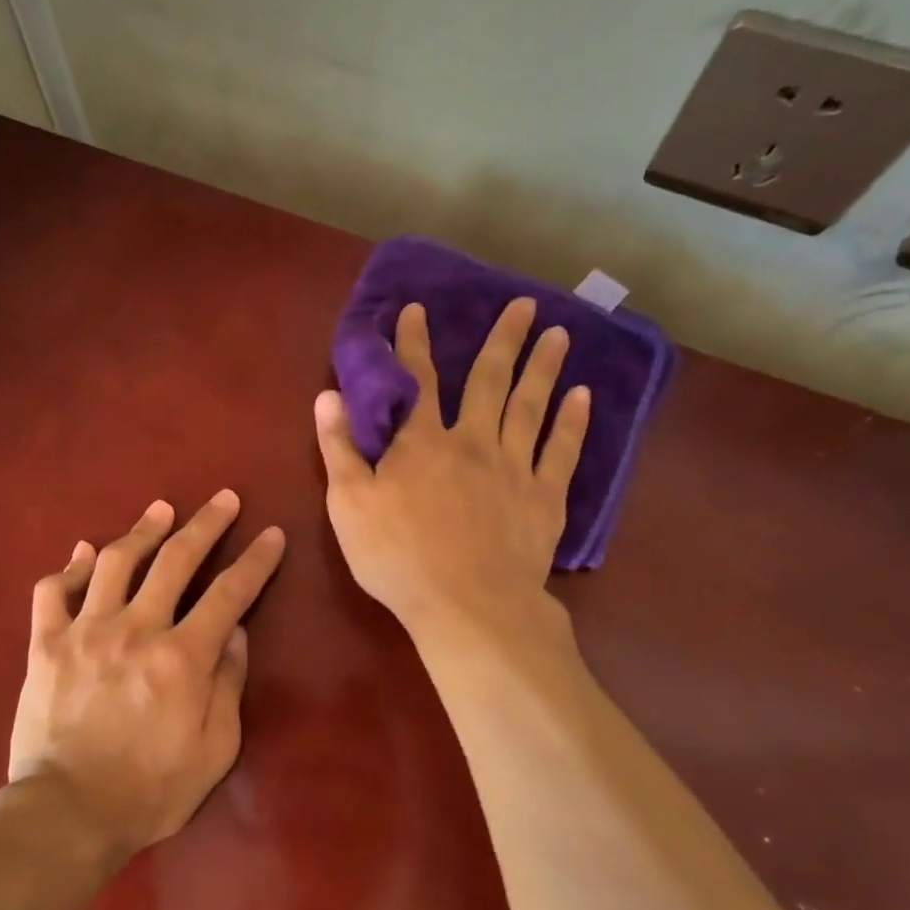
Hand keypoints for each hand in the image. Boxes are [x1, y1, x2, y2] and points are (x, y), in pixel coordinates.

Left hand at [8, 492, 285, 861]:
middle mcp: (136, 629)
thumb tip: (234, 633)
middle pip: (176, 560)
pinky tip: (85, 553)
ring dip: (143, 530)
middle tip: (223, 499)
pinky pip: (53, 591)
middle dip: (206, 525)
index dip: (256, 561)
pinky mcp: (46, 644)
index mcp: (182, 656)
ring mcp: (86, 631)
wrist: (66, 813)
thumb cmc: (150, 791)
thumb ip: (227, 685)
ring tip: (162, 510)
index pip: (230, 593)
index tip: (271, 535)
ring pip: (117, 562)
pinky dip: (71, 567)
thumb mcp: (214, 750)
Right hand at [313, 299, 588, 648]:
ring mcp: (513, 468)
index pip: (416, 382)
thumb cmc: (397, 557)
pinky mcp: (543, 498)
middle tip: (524, 304)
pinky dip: (572, 422)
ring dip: (541, 368)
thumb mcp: (348, 504)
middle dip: (502, 341)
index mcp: (421, 444)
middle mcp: (471, 443)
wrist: (466, 605)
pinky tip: (581, 396)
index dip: (413, 344)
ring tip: (558, 333)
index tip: (417, 309)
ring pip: (529, 407)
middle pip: (488, 382)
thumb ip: (339, 448)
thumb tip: (327, 396)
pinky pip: (560, 451)